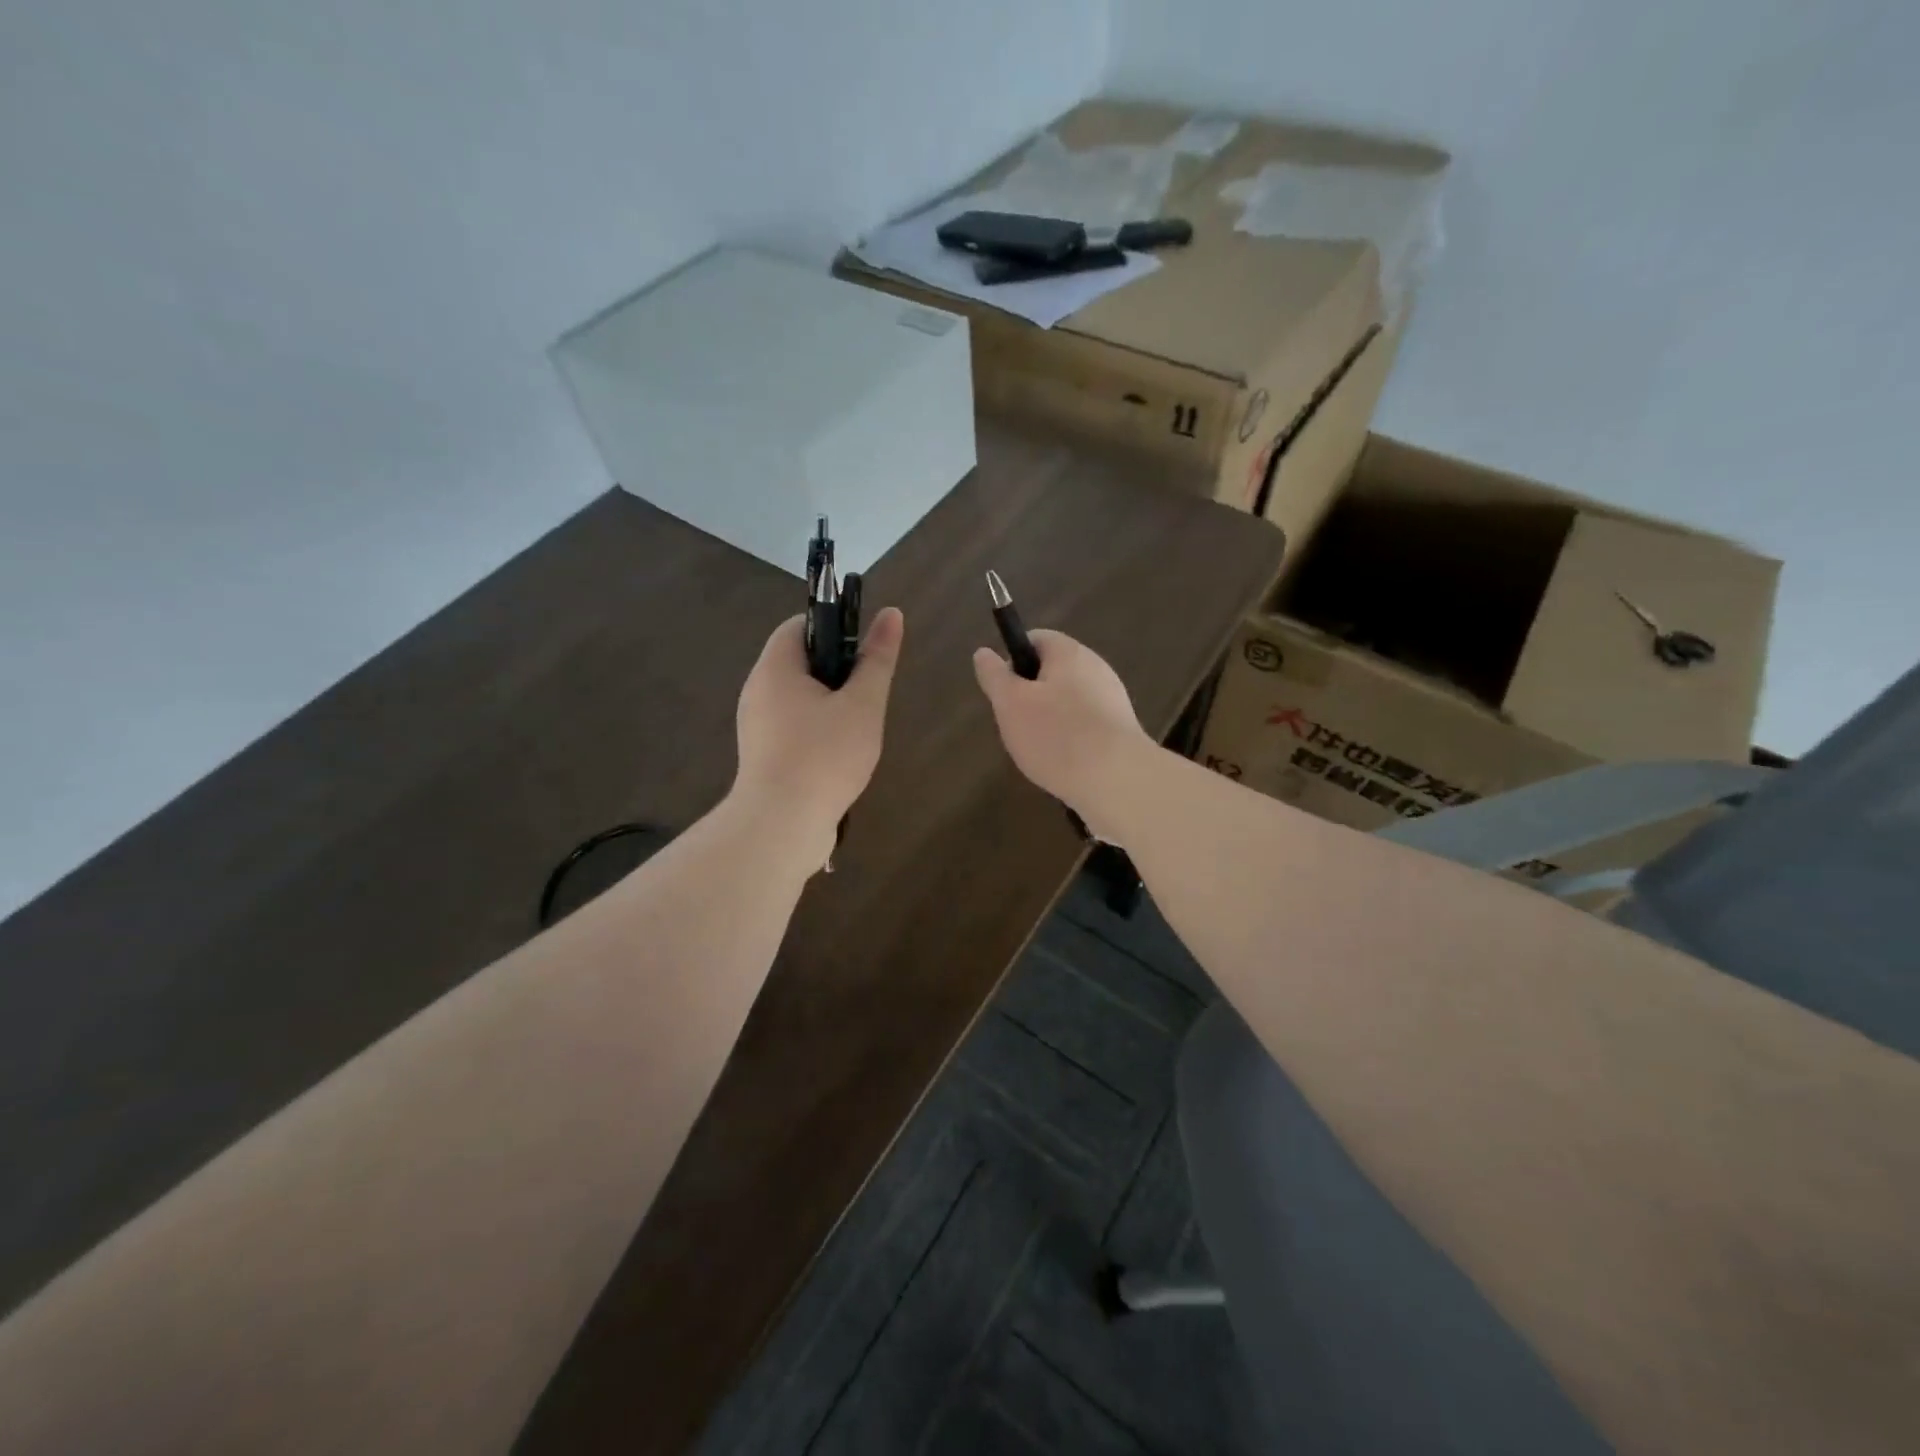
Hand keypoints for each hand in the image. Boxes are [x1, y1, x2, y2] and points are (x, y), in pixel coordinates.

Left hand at [733, 607, 904, 861]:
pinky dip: (817, 732)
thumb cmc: (824, 756)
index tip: (865, 652)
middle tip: (868, 695)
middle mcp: (758, 692)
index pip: (799, 625)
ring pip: (799, 699)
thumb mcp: (862, 704)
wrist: (782, 827)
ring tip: (859, 729)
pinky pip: (793, 728)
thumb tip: (891, 614)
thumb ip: (877, 660)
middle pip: (800, 663)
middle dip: (838, 672)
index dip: (835, 627)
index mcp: (775, 669)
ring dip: (831, 706)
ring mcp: (757, 727)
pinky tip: (841, 757)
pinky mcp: (763, 757)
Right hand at [972, 630, 1151, 834]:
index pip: (1036, 639)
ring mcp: (1113, 700)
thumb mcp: (1010, 704)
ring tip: (1039, 750)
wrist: (1117, 781)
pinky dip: (1071, 739)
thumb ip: (995, 676)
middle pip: (1053, 672)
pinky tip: (1063, 764)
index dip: (1013, 659)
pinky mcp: (1121, 730)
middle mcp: (1096, 668)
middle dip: (1030, 696)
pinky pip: (1086, 726)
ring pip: (1069, 701)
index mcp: (1069, 653)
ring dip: (1050, 721)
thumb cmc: (1056, 735)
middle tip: (1016, 725)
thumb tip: (983, 653)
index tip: (1003, 692)